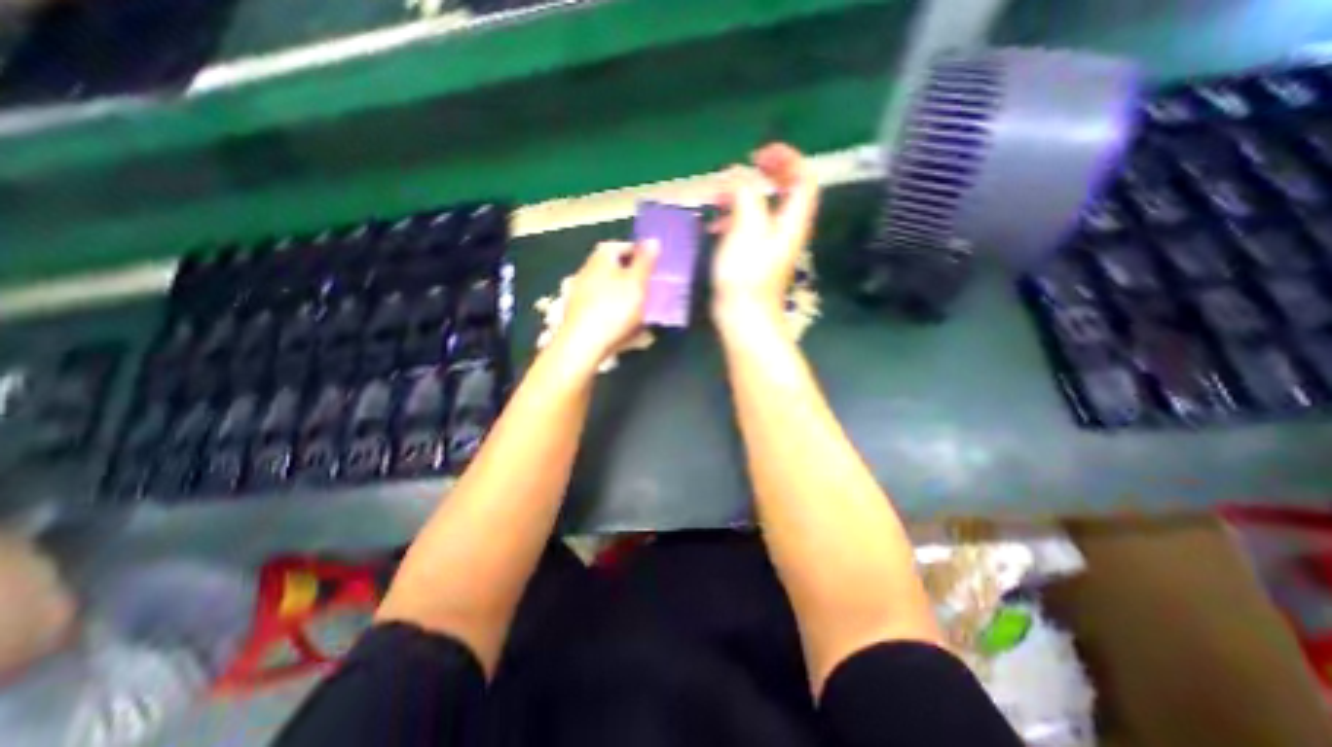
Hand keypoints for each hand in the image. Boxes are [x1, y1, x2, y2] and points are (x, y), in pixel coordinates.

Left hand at [552, 242, 655, 369]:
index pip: (622, 246)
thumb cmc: (614, 308)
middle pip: (615, 270)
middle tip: (651, 289)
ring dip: (626, 297)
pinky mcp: (580, 315)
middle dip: (633, 278)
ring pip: (609, 290)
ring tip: (643, 310)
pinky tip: (628, 327)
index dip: (640, 254)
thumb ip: (646, 261)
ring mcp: (581, 294)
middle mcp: (587, 271)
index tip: (655, 266)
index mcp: (601, 258)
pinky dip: (616, 314)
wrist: (584, 344)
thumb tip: (652, 240)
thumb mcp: (637, 282)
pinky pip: (604, 309)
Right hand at [713, 143, 816, 329]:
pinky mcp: (754, 257)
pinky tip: (714, 225)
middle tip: (741, 168)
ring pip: (763, 208)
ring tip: (718, 197)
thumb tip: (738, 178)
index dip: (787, 159)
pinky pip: (748, 227)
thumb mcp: (747, 227)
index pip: (804, 178)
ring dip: (743, 196)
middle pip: (786, 190)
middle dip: (765, 173)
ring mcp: (770, 244)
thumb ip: (745, 194)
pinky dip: (733, 218)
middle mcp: (786, 229)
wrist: (744, 316)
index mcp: (792, 219)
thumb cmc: (747, 274)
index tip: (759, 155)